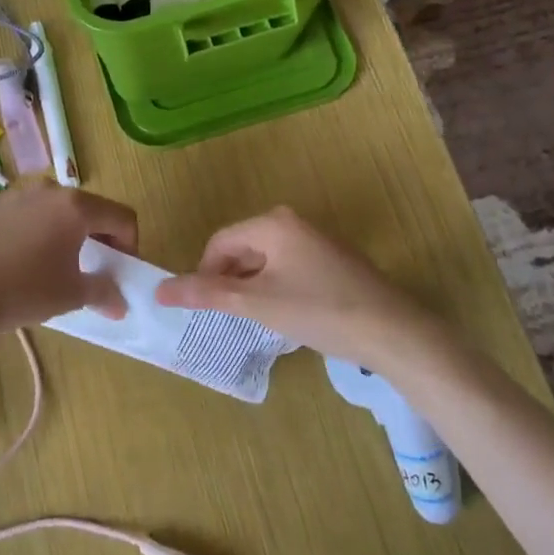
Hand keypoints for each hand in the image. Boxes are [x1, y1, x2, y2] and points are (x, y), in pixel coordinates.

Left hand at [0, 184, 137, 335]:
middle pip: (88, 208)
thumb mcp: (70, 295)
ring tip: (55, 263)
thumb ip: (103, 292)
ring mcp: (16, 194)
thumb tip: (120, 302)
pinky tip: (22, 260)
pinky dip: (36, 231)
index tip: (121, 270)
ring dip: (66, 231)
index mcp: (75, 206)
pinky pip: (27, 214)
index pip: (121, 217)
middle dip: (98, 236)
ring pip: (55, 209)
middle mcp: (48, 190)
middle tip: (93, 267)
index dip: (130, 244)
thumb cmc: (22, 290)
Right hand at [154, 206, 448, 372]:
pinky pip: (288, 268)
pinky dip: (277, 288)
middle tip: (232, 317)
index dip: (205, 274)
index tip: (208, 308)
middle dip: (230, 282)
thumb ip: (207, 293)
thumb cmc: (319, 311)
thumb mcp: (257, 303)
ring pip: (265, 261)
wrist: (393, 332)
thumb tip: (160, 290)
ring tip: (258, 320)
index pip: (219, 242)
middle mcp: (292, 223)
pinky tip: (288, 315)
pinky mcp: (332, 260)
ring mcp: (316, 241)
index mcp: (273, 223)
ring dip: (253, 288)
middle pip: (242, 249)